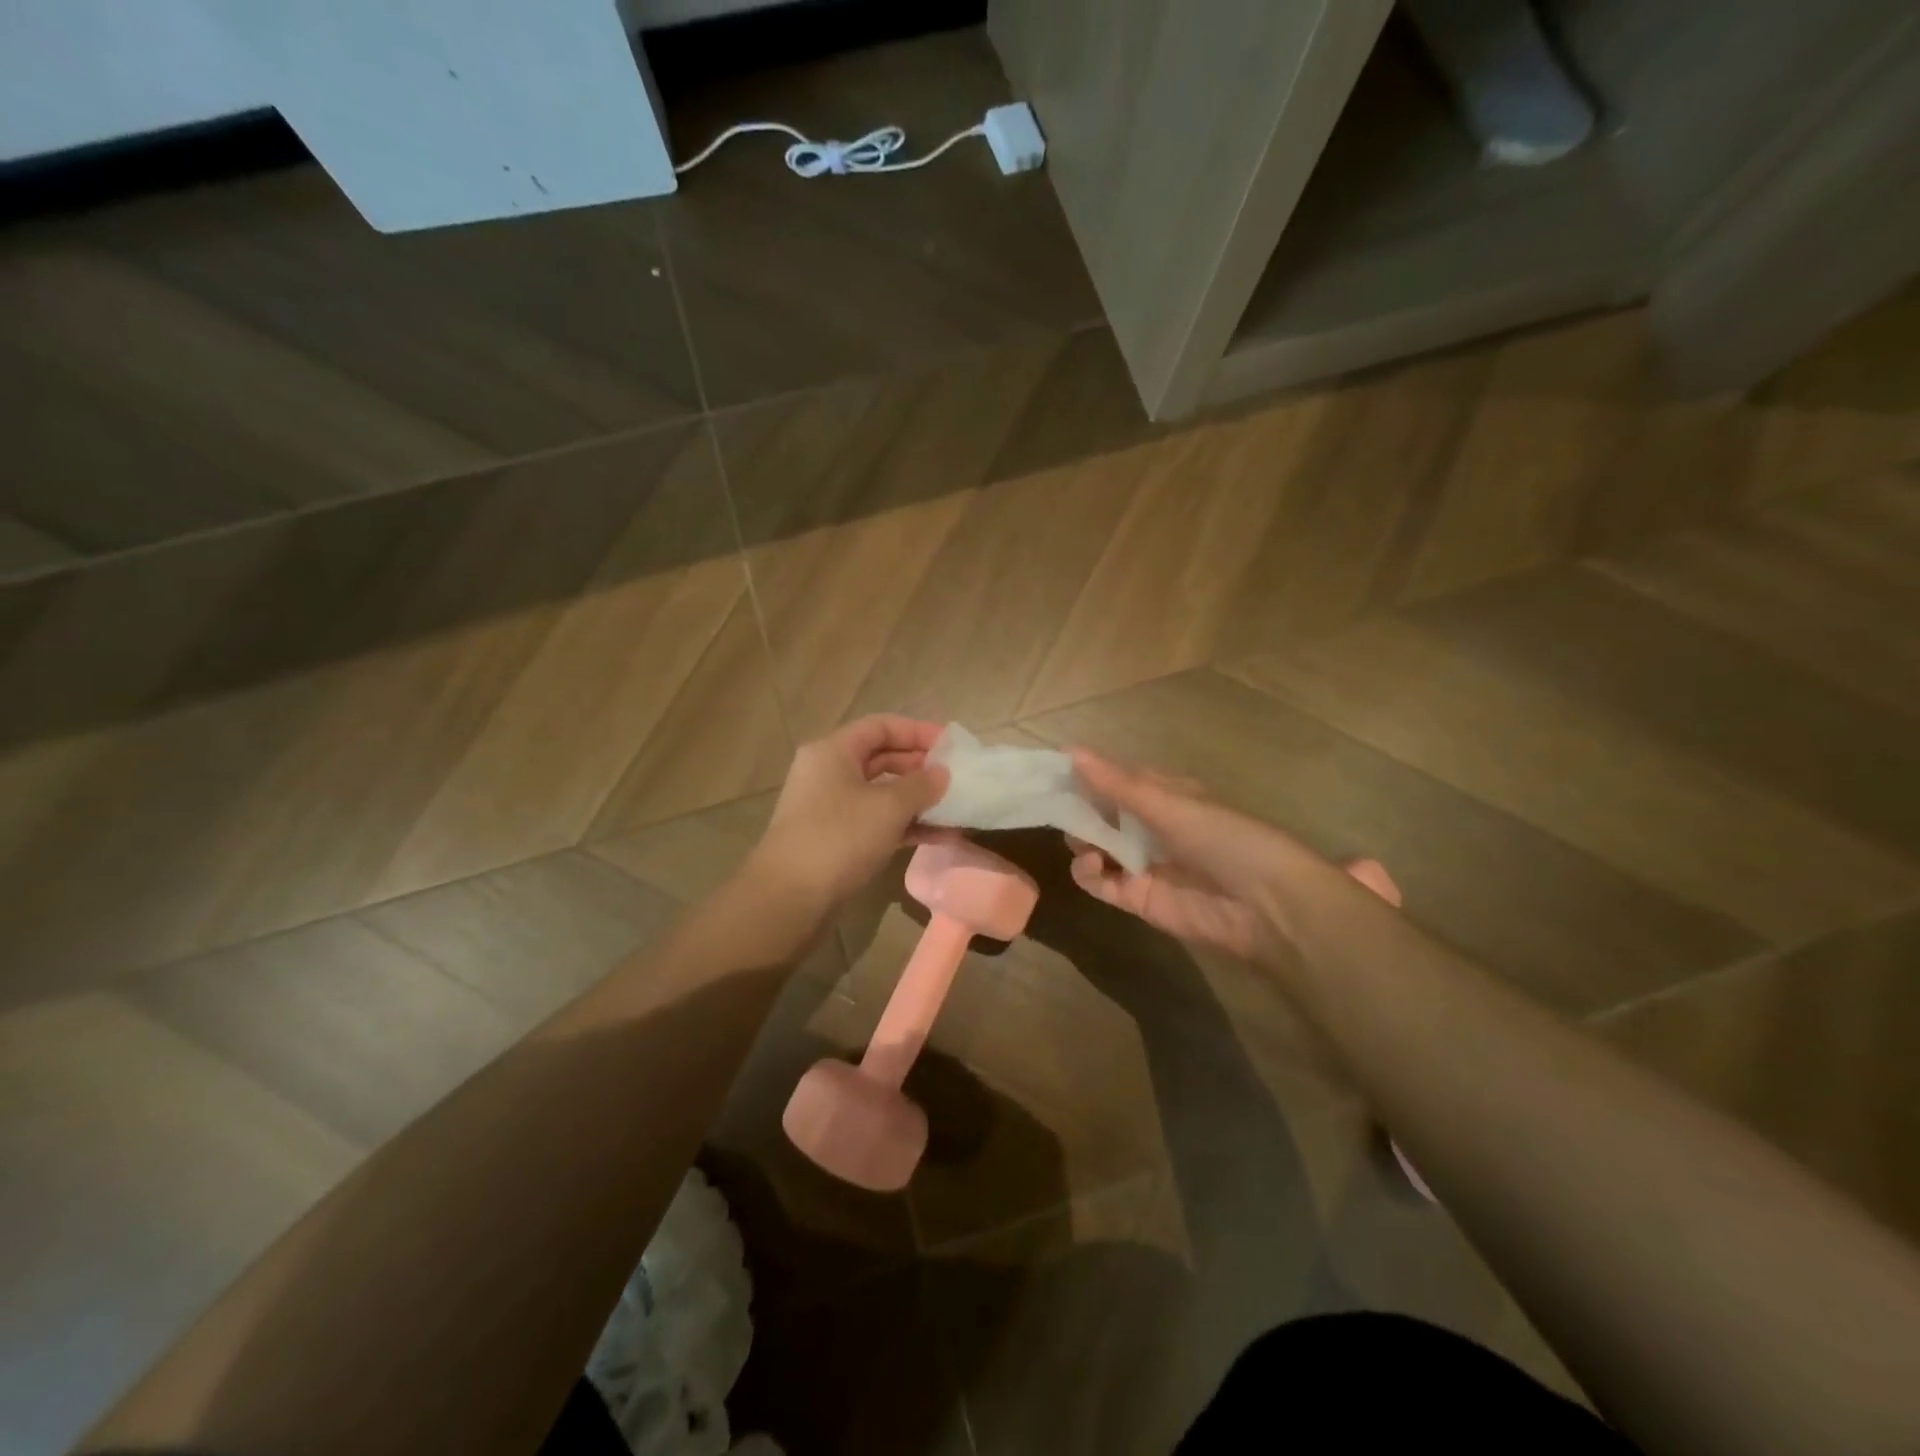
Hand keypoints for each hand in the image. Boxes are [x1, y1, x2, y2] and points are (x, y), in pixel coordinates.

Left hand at [744, 715, 949, 912]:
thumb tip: (941, 773)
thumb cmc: (839, 838)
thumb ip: (921, 785)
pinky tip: (941, 836)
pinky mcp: (836, 840)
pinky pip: (877, 822)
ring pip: (881, 793)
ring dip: (918, 800)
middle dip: (920, 767)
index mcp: (833, 751)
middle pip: (881, 758)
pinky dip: (907, 825)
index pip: (881, 726)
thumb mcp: (888, 807)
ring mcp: (831, 808)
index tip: (952, 745)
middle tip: (956, 777)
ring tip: (956, 808)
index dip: (918, 732)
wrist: (789, 900)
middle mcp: (828, 773)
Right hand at [1067, 749, 1398, 962]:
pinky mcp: (1138, 899)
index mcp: (1166, 795)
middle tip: (1057, 809)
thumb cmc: (1223, 837)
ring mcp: (1144, 864)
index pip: (1117, 779)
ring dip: (1082, 841)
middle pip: (1102, 814)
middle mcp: (1152, 827)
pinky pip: (1101, 883)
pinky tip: (1093, 866)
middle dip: (1079, 810)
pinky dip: (1088, 874)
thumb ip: (1116, 783)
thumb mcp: (1168, 803)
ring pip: (1096, 847)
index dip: (1087, 774)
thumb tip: (1070, 751)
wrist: (1265, 905)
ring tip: (1082, 842)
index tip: (1052, 771)